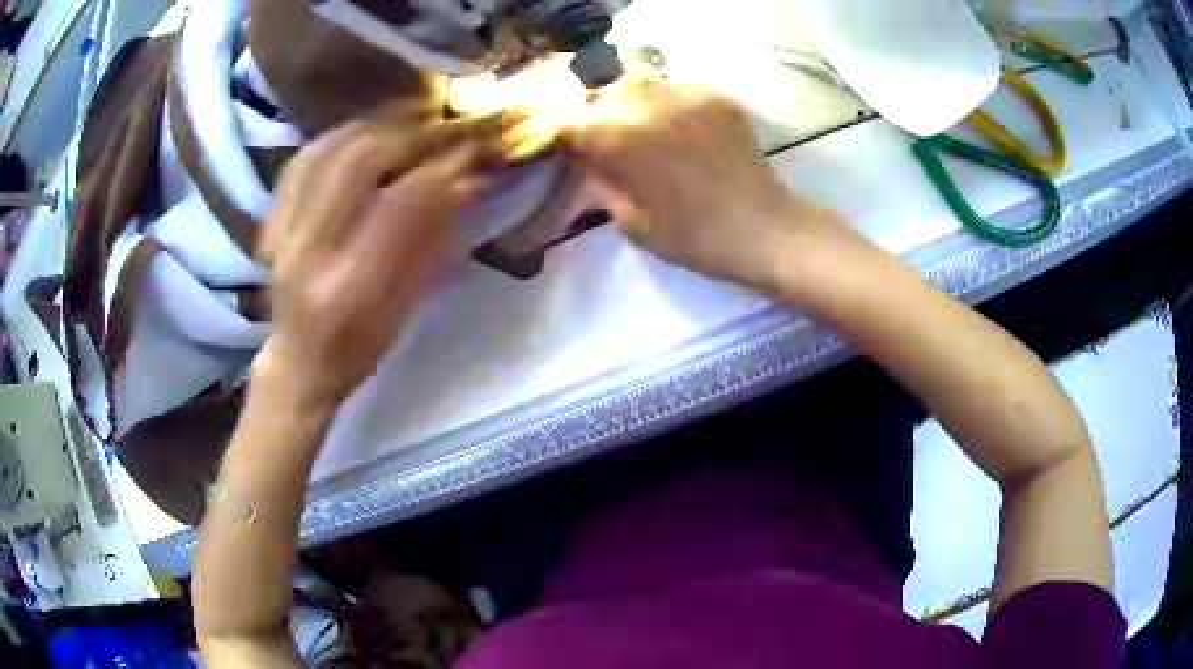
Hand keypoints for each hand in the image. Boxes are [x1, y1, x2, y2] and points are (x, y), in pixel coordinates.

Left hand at [256, 115, 508, 409]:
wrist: (297, 362)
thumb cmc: (358, 349)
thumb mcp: (404, 309)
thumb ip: (431, 244)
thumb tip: (468, 183)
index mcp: (349, 288)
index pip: (401, 204)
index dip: (444, 169)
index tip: (476, 151)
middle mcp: (309, 252)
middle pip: (360, 162)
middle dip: (412, 134)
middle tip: (446, 124)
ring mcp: (283, 231)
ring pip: (330, 149)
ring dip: (377, 124)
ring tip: (411, 117)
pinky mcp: (270, 220)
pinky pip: (304, 158)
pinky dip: (340, 135)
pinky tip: (365, 130)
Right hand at [567, 79, 834, 287]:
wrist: (765, 230)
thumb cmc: (697, 238)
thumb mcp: (635, 226)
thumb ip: (605, 188)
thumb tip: (591, 164)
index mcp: (627, 140)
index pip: (577, 123)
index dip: (569, 137)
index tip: (574, 153)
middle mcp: (654, 107)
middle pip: (608, 94)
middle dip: (601, 115)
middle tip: (609, 142)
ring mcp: (690, 98)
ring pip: (643, 85)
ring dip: (633, 105)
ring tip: (644, 131)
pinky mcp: (718, 100)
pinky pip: (678, 89)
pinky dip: (667, 103)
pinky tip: (677, 128)